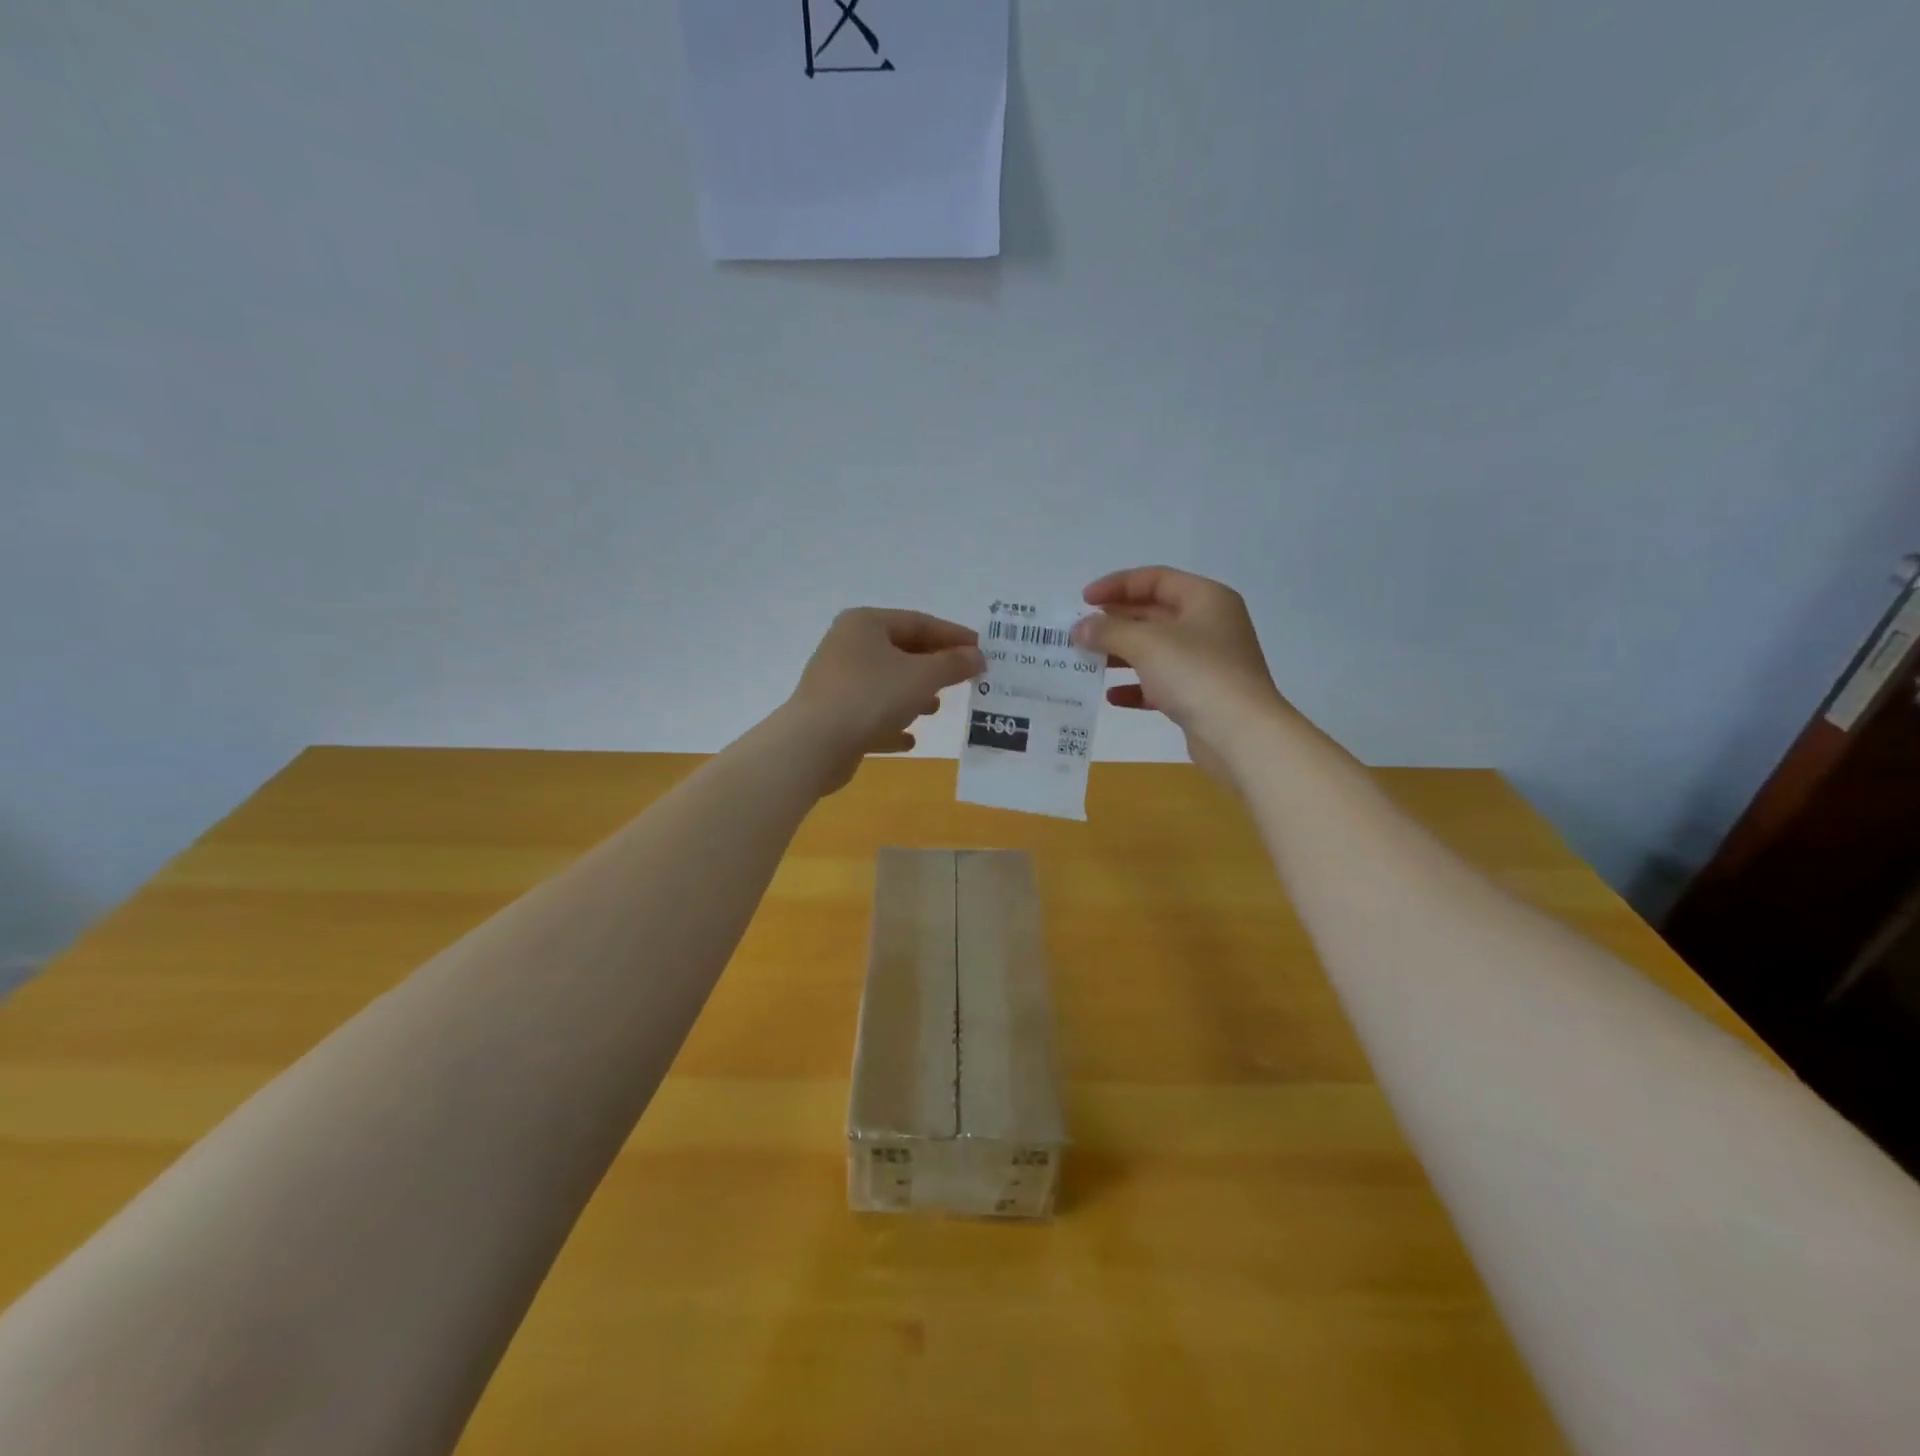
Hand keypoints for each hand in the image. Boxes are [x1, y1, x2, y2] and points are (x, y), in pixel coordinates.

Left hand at [780, 609, 984, 793]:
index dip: (953, 635)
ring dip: (914, 694)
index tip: (982, 650)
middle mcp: (847, 646)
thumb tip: (977, 656)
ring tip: (936, 708)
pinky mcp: (833, 715)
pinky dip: (892, 723)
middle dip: (934, 666)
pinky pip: (871, 714)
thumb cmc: (871, 697)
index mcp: (865, 624)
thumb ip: (953, 664)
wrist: (814, 745)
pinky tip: (910, 740)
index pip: (919, 622)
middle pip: (901, 651)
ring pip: (886, 683)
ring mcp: (837, 682)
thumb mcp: (922, 676)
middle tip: (964, 679)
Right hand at [1073, 567, 1289, 782]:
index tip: (1084, 600)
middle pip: (1155, 613)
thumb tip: (1080, 628)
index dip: (1117, 585)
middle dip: (1116, 621)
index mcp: (1205, 599)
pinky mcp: (1201, 695)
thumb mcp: (1146, 644)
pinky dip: (1137, 686)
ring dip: (1121, 654)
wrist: (1240, 734)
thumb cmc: (1196, 674)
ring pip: (1156, 649)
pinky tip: (1112, 696)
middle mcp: (1209, 625)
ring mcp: (1207, 662)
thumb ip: (1108, 631)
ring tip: (1087, 661)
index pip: (1155, 579)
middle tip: (1081, 631)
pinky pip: (1161, 683)